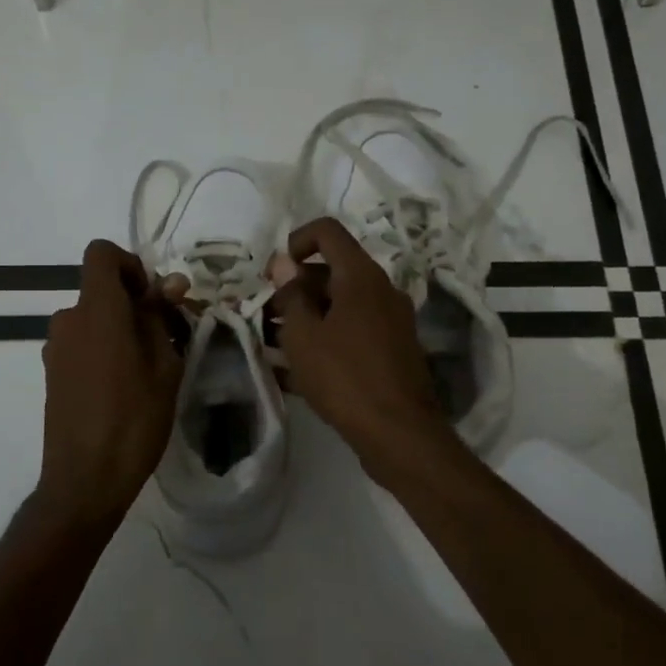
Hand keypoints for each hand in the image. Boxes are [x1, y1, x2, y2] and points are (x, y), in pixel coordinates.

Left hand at [37, 240, 185, 535]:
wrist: (85, 479)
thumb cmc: (134, 419)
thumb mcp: (164, 365)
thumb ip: (161, 317)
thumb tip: (169, 283)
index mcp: (97, 309)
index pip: (101, 253)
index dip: (131, 265)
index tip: (154, 298)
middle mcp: (68, 319)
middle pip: (101, 290)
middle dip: (134, 304)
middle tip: (166, 339)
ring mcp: (55, 348)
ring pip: (93, 319)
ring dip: (120, 330)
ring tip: (148, 370)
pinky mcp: (51, 373)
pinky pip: (82, 343)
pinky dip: (103, 350)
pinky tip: (123, 388)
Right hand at [269, 217, 454, 483]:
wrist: (399, 433)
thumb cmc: (344, 377)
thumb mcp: (304, 336)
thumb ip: (290, 295)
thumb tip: (283, 263)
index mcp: (361, 276)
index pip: (327, 232)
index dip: (295, 241)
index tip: (274, 274)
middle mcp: (381, 291)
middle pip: (332, 271)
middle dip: (295, 288)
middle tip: (266, 317)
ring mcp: (390, 322)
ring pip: (340, 305)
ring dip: (307, 317)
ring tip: (274, 345)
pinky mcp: (392, 351)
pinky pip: (352, 332)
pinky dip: (325, 340)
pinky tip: (295, 371)